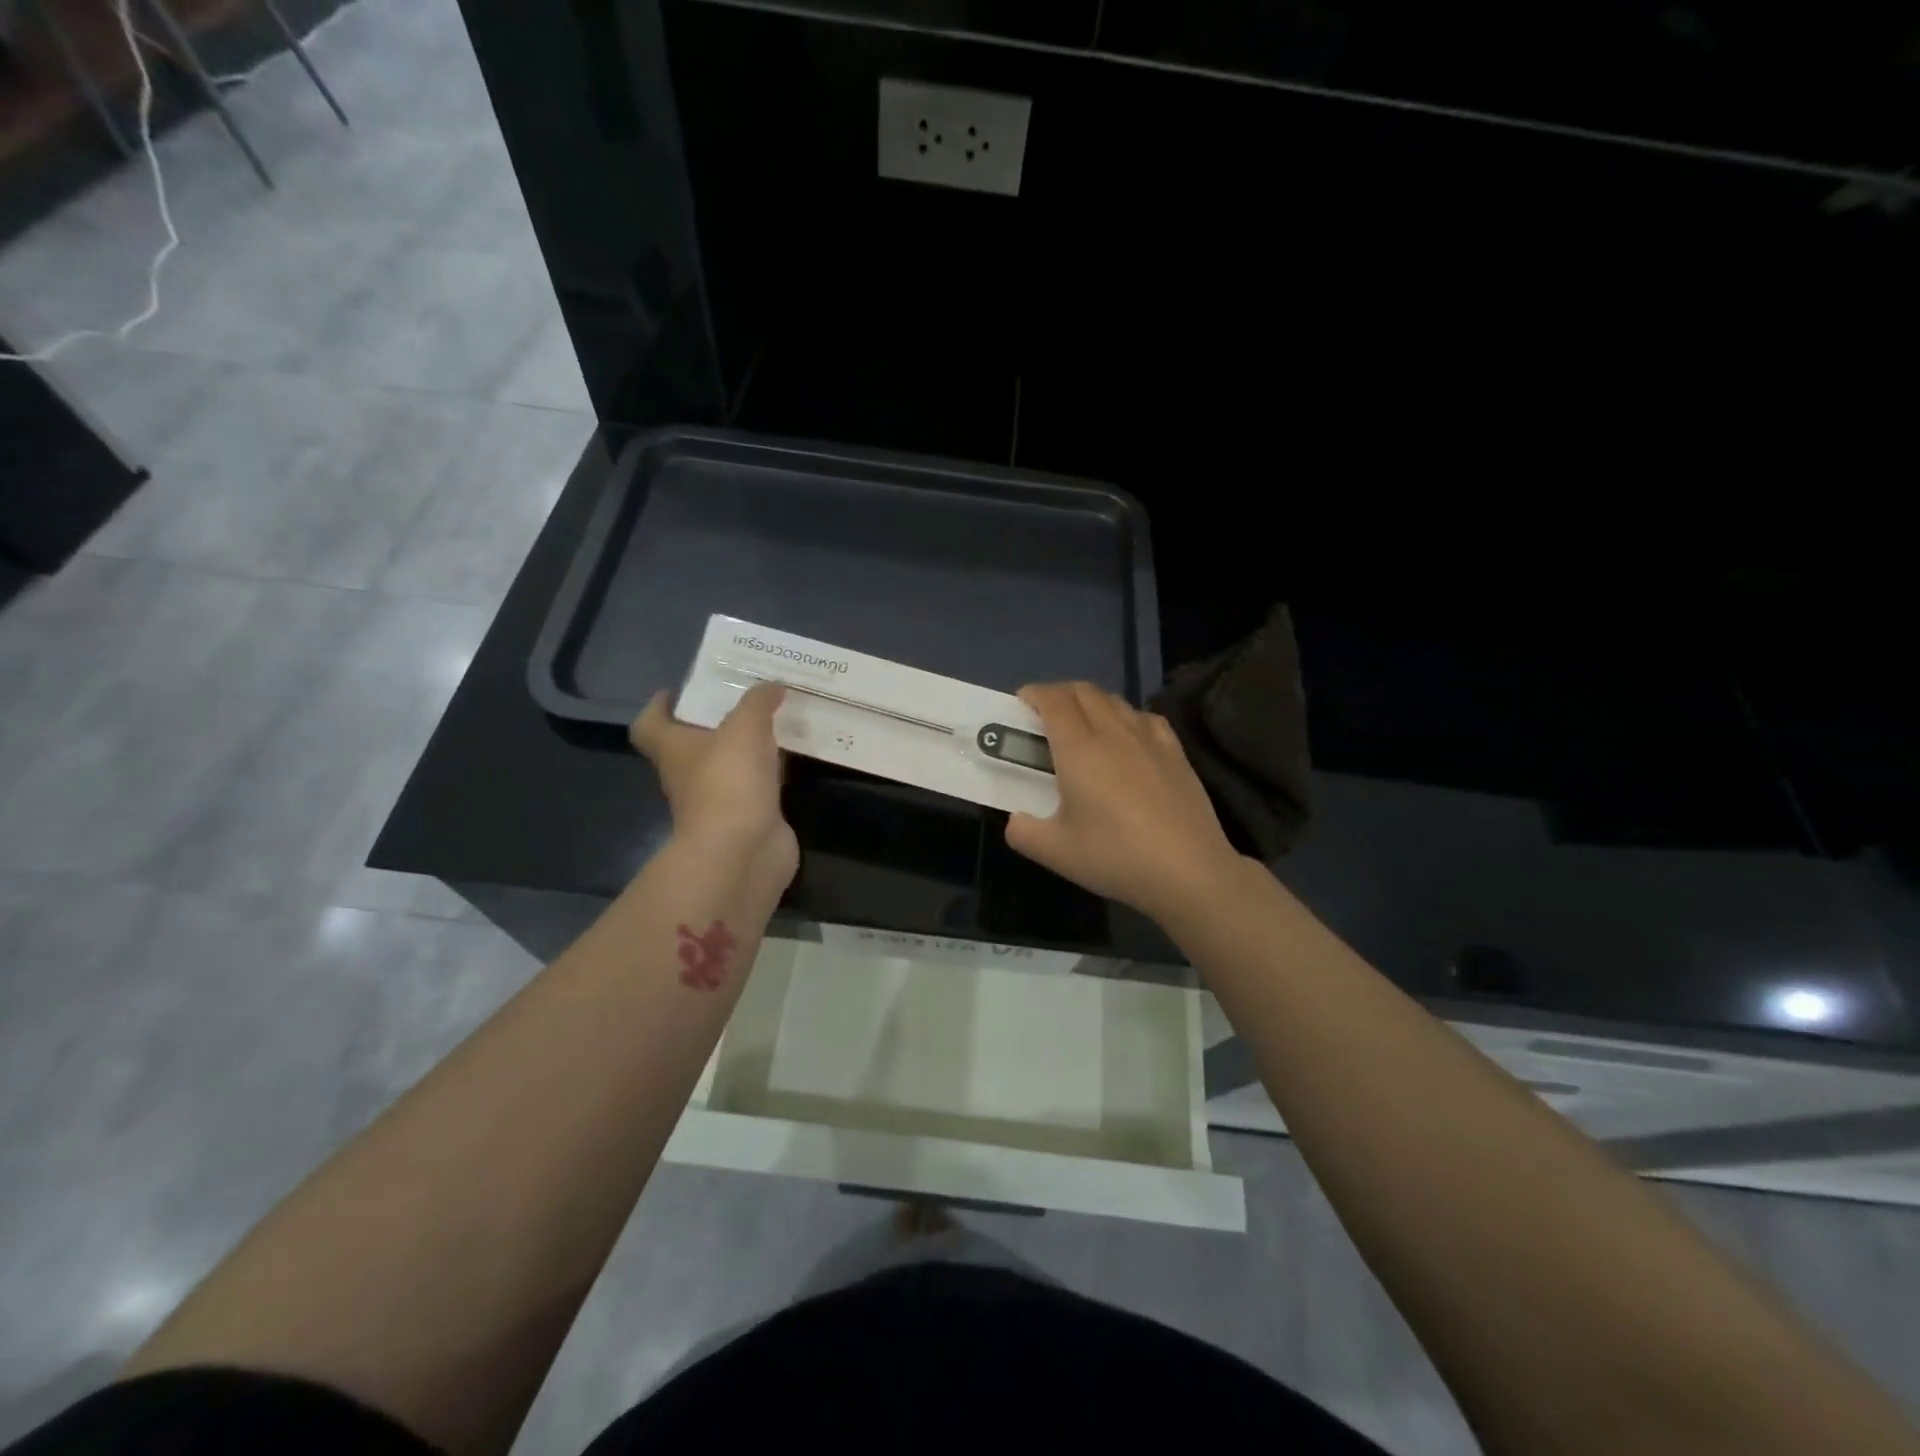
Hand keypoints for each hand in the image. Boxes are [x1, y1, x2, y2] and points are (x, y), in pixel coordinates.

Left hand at [631, 684, 797, 886]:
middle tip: (745, 697)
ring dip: (748, 747)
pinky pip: (759, 786)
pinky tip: (794, 755)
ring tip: (777, 720)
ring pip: (730, 765)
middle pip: (693, 744)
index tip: (676, 692)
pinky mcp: (749, 817)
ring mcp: (719, 800)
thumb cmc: (728, 782)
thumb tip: (772, 685)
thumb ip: (758, 702)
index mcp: (674, 749)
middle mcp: (690, 775)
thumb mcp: (745, 728)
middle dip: (715, 722)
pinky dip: (772, 772)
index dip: (658, 707)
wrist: (743, 851)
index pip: (649, 725)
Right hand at [1006, 682, 1240, 922]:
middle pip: (1084, 691)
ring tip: (1082, 725)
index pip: (1053, 701)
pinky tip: (1127, 737)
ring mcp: (1149, 739)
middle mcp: (1113, 733)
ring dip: (1091, 702)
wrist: (1188, 871)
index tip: (1021, 704)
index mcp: (1079, 750)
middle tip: (1045, 715)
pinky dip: (1126, 716)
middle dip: (1059, 693)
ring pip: (1115, 700)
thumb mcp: (1055, 852)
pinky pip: (1145, 717)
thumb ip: (1023, 832)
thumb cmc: (1115, 857)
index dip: (1034, 694)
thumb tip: (1016, 820)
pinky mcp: (1176, 752)